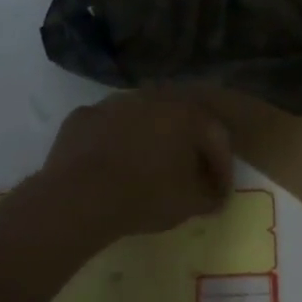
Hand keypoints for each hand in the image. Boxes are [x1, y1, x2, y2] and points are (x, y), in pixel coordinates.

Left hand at [39, 90, 233, 241]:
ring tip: (149, 165)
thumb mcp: (189, 203)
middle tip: (189, 169)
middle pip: (181, 117)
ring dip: (150, 136)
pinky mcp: (85, 115)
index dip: (222, 165)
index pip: (216, 136)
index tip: (220, 191)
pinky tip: (112, 162)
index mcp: (188, 113)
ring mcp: (117, 102)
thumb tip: (215, 194)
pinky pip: (108, 126)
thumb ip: (210, 195)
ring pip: (142, 116)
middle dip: (189, 142)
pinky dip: (115, 140)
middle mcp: (155, 97)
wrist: (79, 197)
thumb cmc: (145, 196)